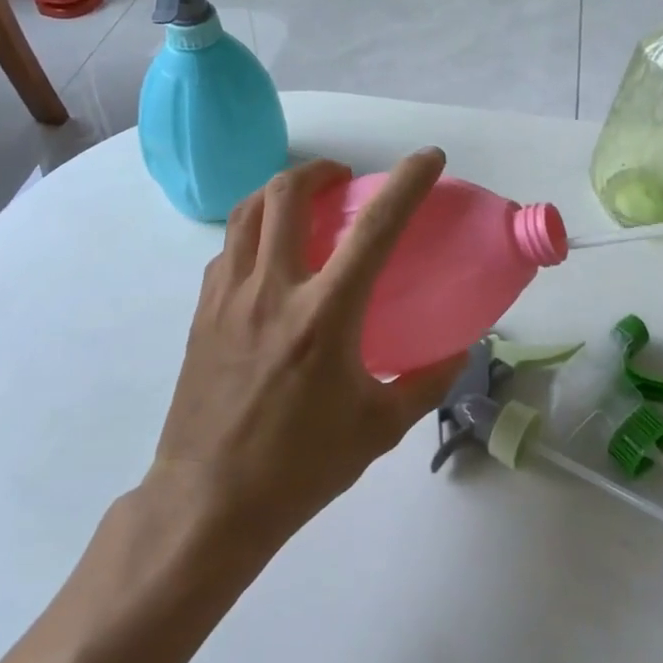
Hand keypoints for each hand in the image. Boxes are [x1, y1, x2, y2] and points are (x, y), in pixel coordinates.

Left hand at [147, 150, 465, 550]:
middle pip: (288, 194)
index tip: (428, 158)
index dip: (407, 182)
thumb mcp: (378, 429)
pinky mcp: (202, 311)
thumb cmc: (299, 468)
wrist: (207, 504)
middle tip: (345, 180)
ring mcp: (229, 297)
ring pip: (248, 211)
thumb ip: (426, 382)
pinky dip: (253, 230)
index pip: (375, 228)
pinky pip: (228, 248)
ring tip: (305, 203)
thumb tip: (461, 351)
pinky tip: (269, 256)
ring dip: (281, 192)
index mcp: (324, 315)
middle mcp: (272, 290)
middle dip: (321, 171)